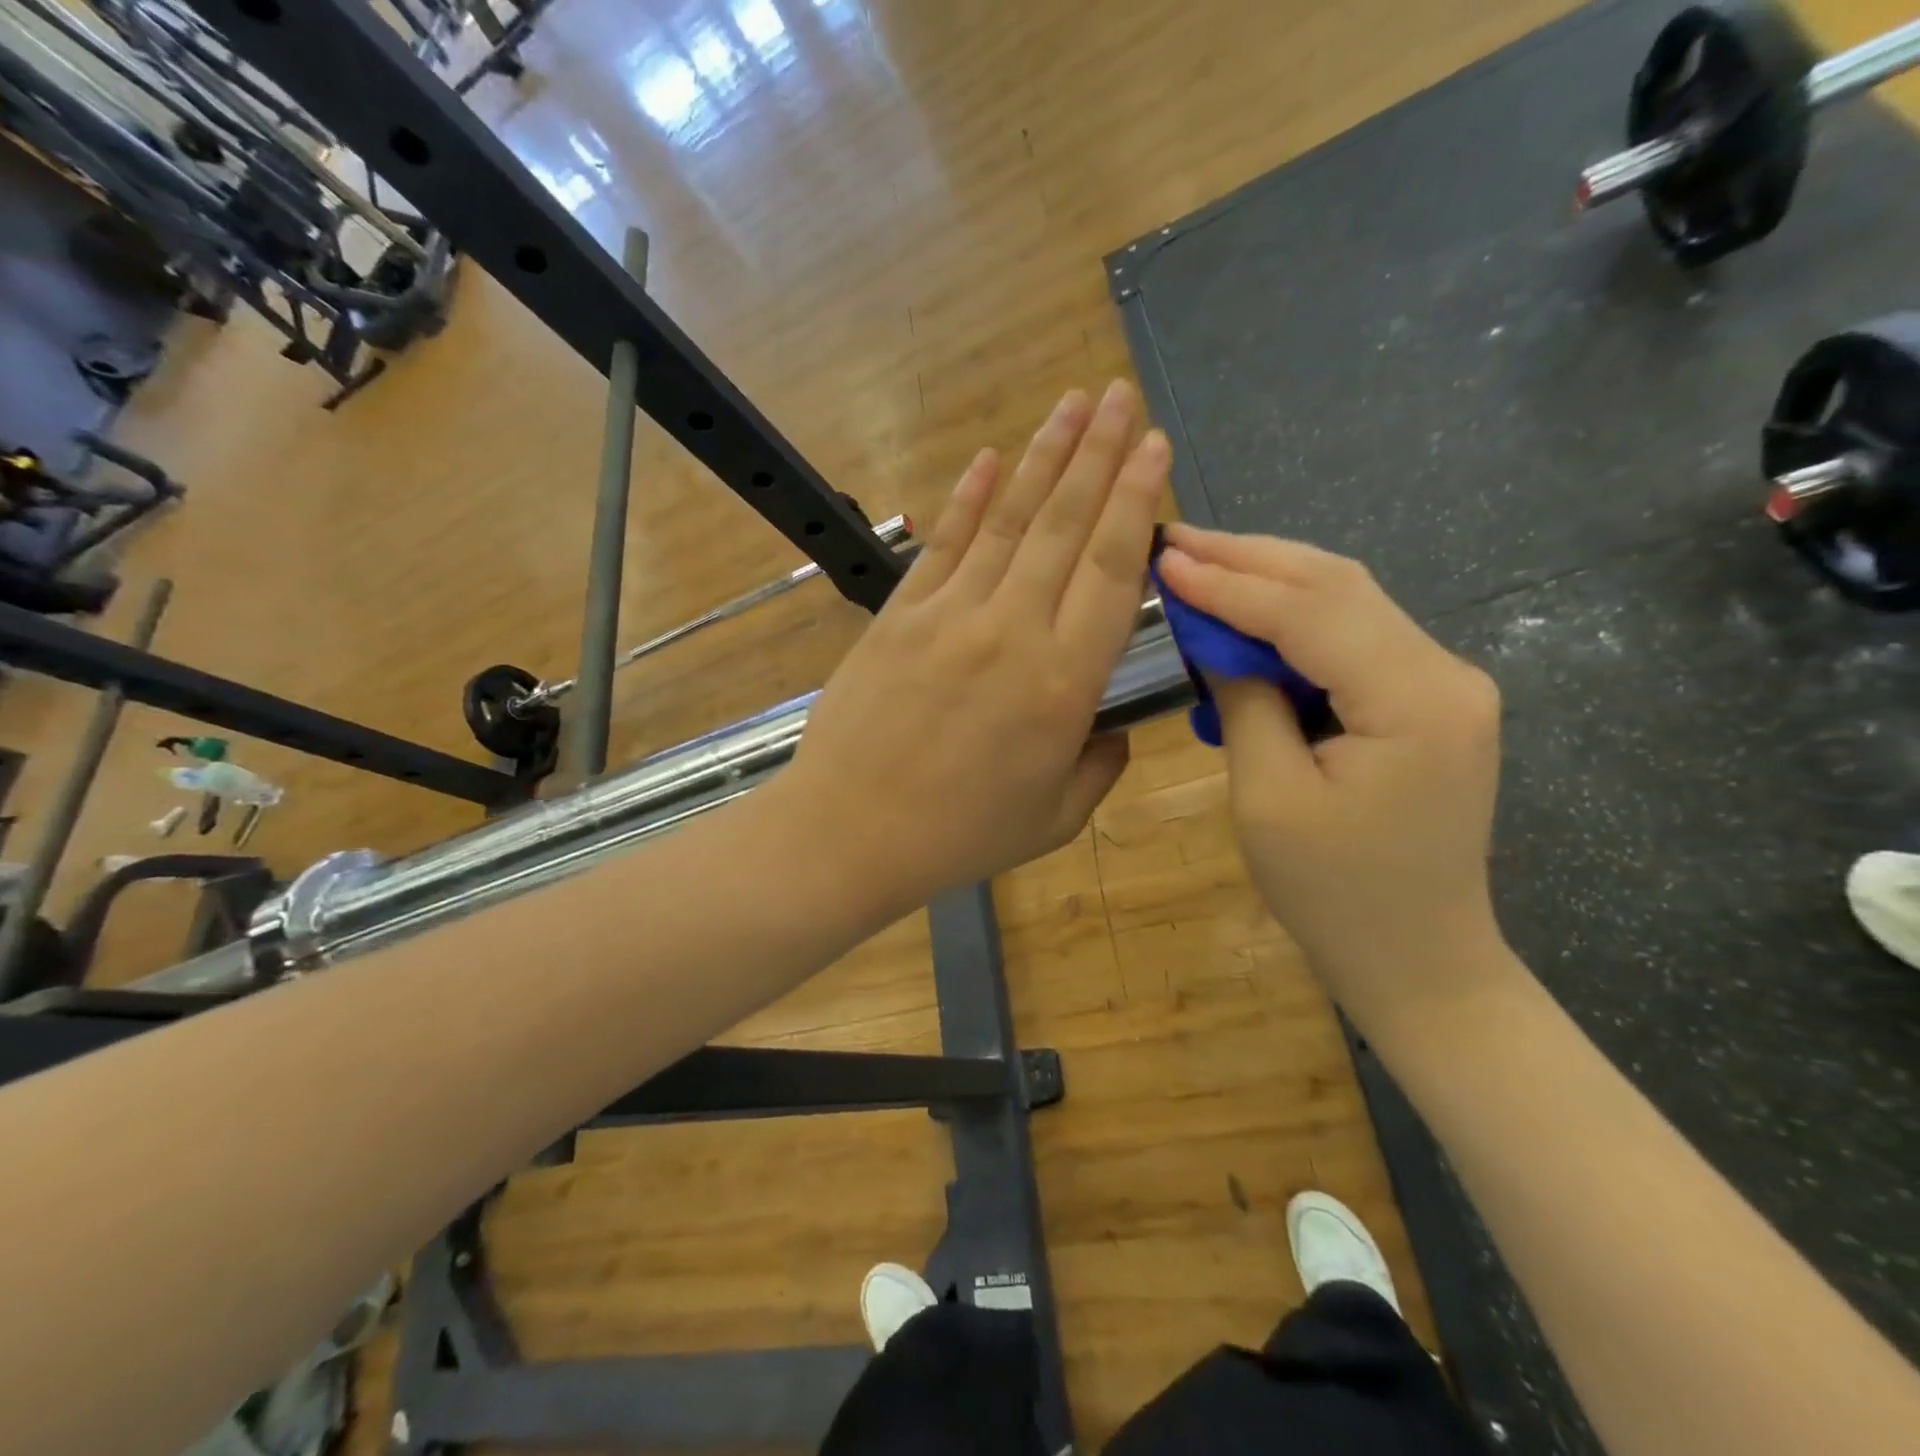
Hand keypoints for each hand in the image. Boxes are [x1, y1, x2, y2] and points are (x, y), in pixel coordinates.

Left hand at [782, 381, 1168, 917]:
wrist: (848, 833)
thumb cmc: (958, 835)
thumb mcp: (1053, 819)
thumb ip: (1099, 766)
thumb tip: (1114, 727)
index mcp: (1062, 685)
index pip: (1111, 571)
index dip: (1136, 501)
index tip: (1154, 446)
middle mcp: (1012, 631)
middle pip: (1065, 526)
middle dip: (1098, 452)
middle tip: (1120, 394)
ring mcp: (949, 616)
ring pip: (1008, 520)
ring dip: (1043, 456)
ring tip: (1071, 402)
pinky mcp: (899, 615)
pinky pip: (943, 545)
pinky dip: (969, 498)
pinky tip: (989, 457)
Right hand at [1155, 526, 1507, 1032]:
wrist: (1419, 958)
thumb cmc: (1335, 894)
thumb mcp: (1269, 799)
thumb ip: (1246, 703)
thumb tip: (1215, 639)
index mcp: (1414, 701)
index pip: (1310, 612)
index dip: (1231, 583)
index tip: (1167, 560)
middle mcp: (1445, 673)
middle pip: (1338, 585)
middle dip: (1251, 559)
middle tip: (1178, 542)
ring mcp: (1443, 682)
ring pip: (1347, 601)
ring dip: (1270, 579)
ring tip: (1201, 562)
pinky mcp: (1426, 699)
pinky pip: (1353, 637)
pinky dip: (1293, 618)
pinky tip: (1245, 612)